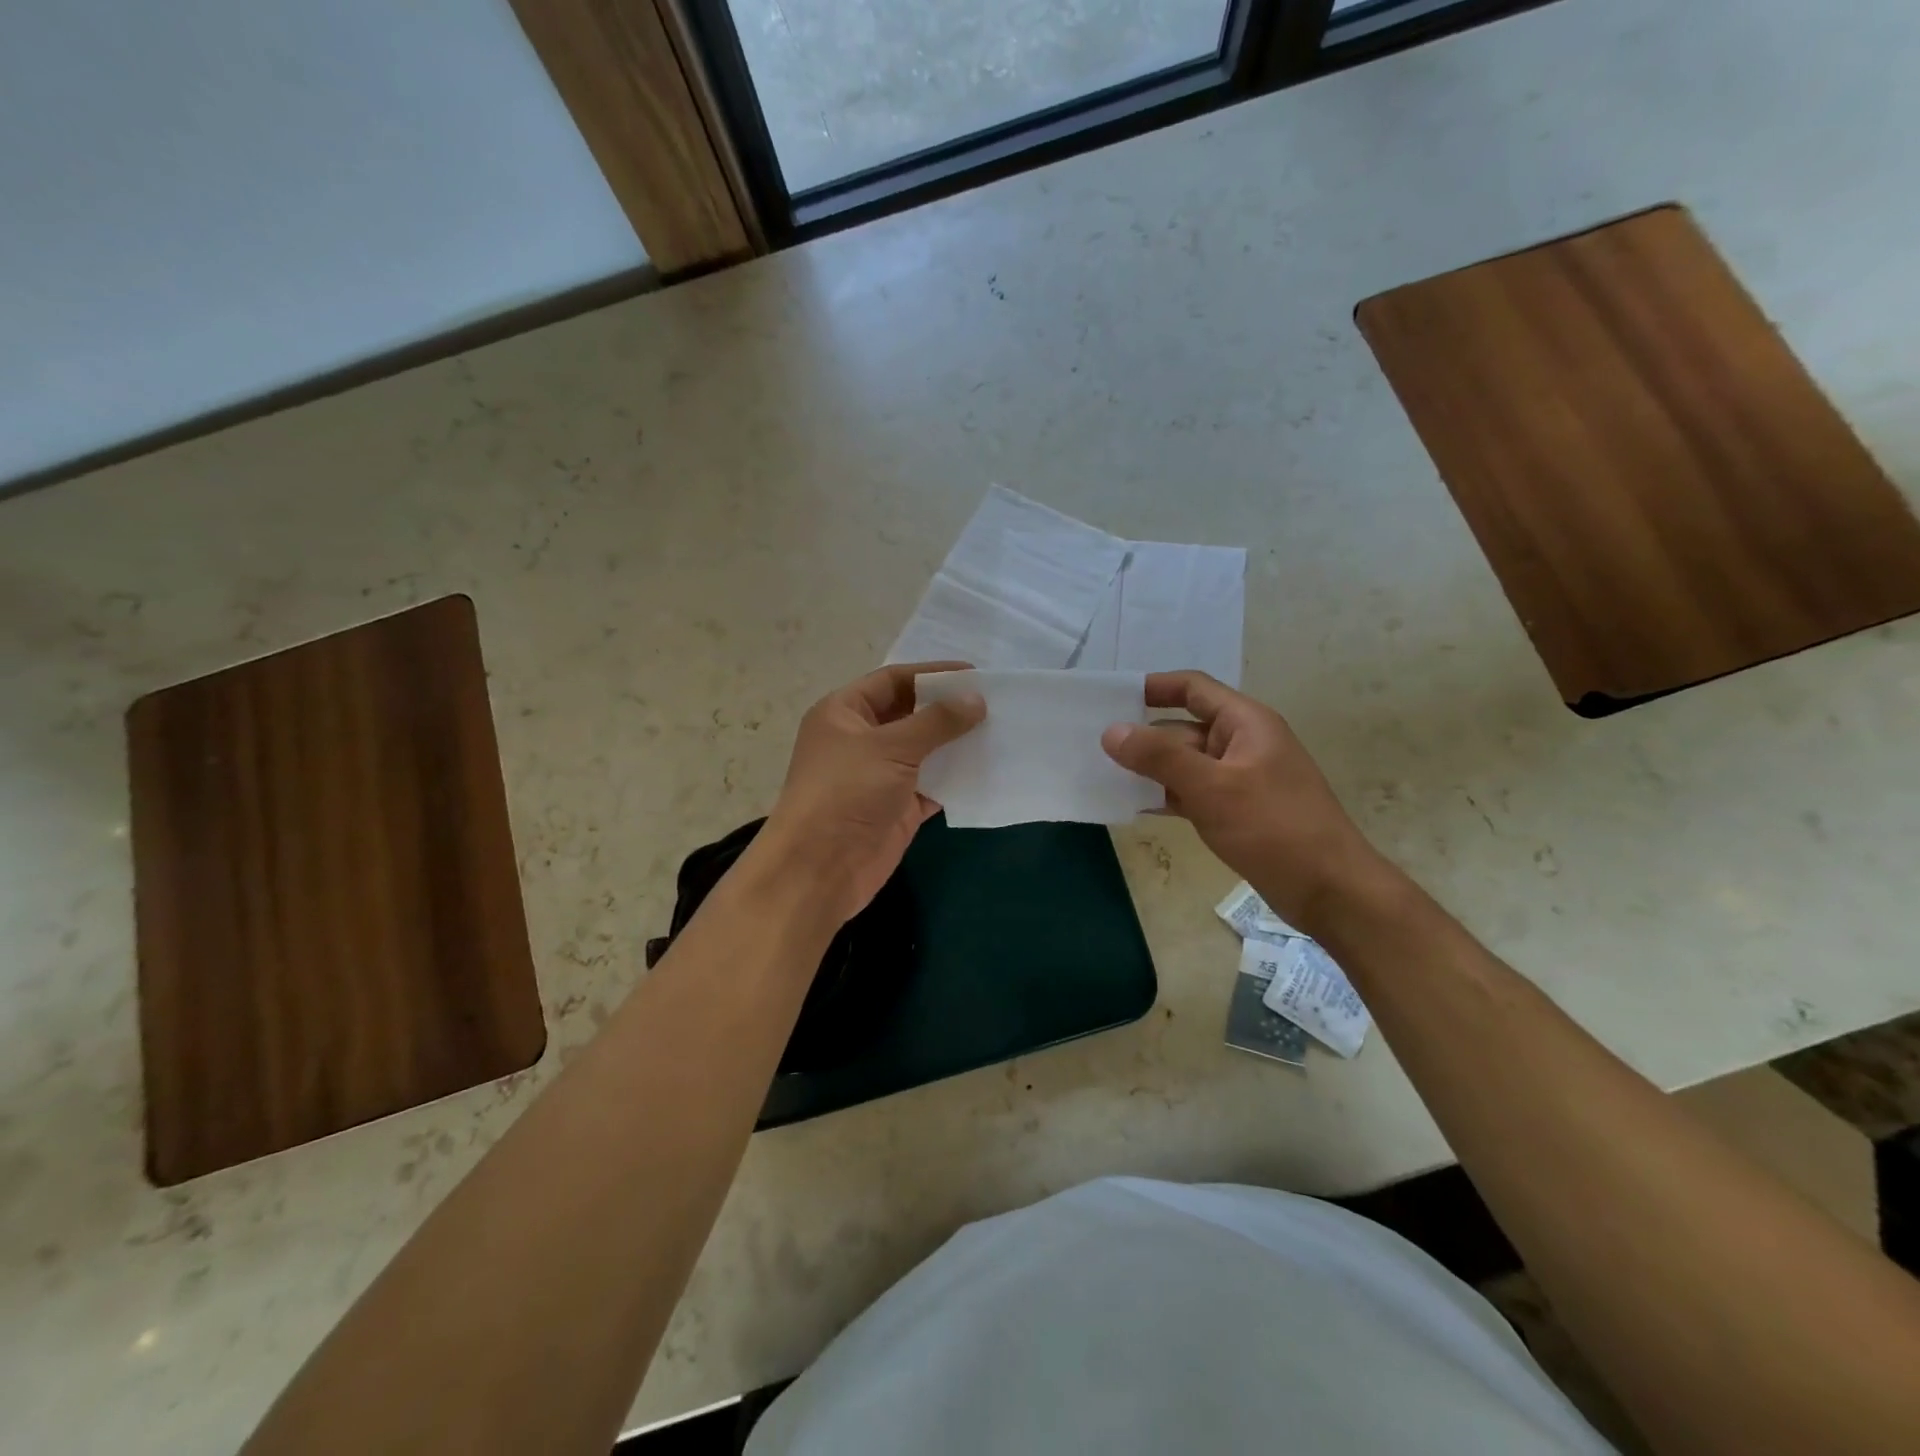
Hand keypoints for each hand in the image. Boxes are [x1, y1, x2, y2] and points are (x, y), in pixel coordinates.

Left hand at [756, 663, 985, 923]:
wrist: (821, 868)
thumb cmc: (846, 793)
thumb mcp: (890, 747)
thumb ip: (936, 721)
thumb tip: (976, 699)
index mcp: (844, 713)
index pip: (893, 681)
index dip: (932, 675)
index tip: (975, 674)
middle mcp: (861, 739)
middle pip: (911, 714)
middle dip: (948, 709)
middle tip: (995, 703)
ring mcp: (880, 775)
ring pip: (925, 750)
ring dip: (957, 743)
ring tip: (1000, 731)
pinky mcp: (898, 807)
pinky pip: (933, 784)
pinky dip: (957, 778)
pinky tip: (989, 768)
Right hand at [1101, 671, 1393, 931]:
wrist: (1329, 890)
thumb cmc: (1273, 827)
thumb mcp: (1212, 787)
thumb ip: (1160, 757)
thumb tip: (1111, 731)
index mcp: (1246, 723)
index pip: (1193, 688)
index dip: (1153, 687)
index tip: (1111, 698)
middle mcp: (1242, 743)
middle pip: (1183, 728)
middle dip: (1142, 736)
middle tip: (1093, 745)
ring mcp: (1240, 779)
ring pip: (1185, 764)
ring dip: (1150, 769)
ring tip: (1103, 775)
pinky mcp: (1237, 811)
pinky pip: (1193, 792)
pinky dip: (1166, 796)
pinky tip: (1134, 806)